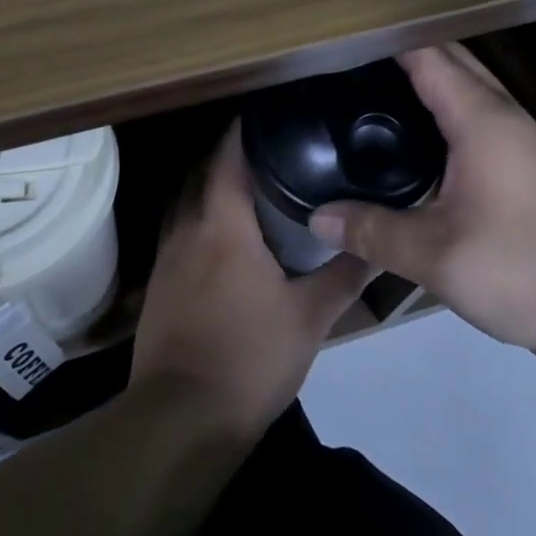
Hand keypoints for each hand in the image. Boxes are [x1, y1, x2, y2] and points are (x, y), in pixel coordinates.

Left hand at [131, 121, 371, 436]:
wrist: (181, 420)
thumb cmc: (250, 359)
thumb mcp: (309, 319)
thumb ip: (345, 276)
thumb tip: (378, 246)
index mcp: (223, 227)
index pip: (228, 158)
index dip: (243, 130)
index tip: (268, 115)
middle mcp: (187, 231)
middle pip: (201, 174)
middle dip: (228, 155)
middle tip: (268, 149)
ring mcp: (166, 259)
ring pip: (185, 203)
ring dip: (209, 187)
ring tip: (246, 187)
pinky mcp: (158, 287)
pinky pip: (177, 233)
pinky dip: (197, 220)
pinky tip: (221, 239)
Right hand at [307, 44, 535, 361]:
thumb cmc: (523, 271)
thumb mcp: (437, 258)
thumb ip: (373, 232)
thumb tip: (317, 217)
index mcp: (482, 121)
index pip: (428, 57)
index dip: (386, 42)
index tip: (341, 41)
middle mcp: (506, 116)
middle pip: (452, 62)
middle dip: (404, 53)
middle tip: (349, 66)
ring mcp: (526, 138)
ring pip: (471, 87)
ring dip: (430, 79)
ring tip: (376, 93)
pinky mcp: (533, 162)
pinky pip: (482, 114)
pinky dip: (448, 107)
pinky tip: (423, 140)